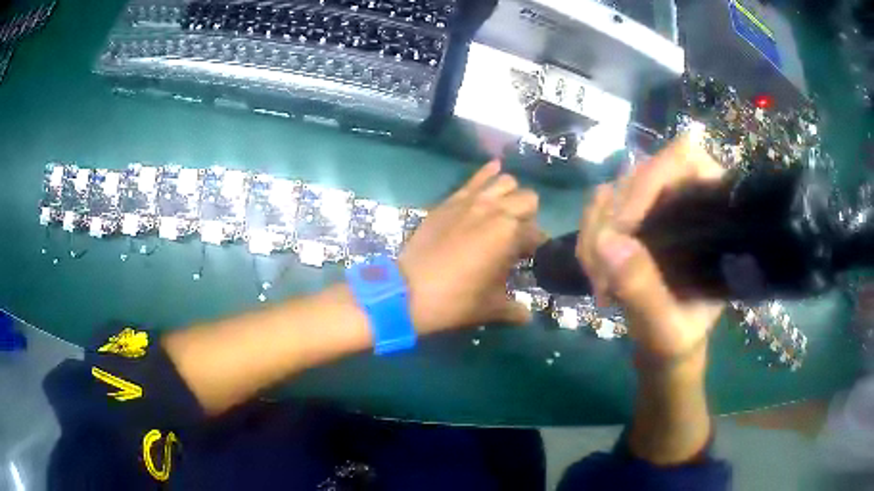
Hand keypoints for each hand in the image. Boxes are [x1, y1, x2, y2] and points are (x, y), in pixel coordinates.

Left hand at [399, 160, 543, 334]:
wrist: (408, 291)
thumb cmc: (456, 300)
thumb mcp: (490, 307)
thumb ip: (514, 309)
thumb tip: (527, 316)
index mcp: (510, 234)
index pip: (536, 233)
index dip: (537, 247)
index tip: (529, 258)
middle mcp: (496, 211)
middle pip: (528, 199)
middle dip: (529, 216)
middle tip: (517, 235)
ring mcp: (471, 202)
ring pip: (505, 182)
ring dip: (511, 195)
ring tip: (505, 210)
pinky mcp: (450, 201)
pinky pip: (474, 179)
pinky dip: (487, 173)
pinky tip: (494, 168)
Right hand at [576, 137, 725, 362]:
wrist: (665, 345)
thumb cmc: (680, 337)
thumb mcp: (667, 327)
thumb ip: (644, 290)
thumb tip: (606, 241)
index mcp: (713, 211)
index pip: (683, 159)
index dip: (649, 181)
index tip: (624, 230)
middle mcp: (684, 195)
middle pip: (637, 175)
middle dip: (612, 223)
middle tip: (604, 278)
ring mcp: (655, 204)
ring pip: (611, 193)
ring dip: (595, 236)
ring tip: (602, 286)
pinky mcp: (632, 217)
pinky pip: (597, 211)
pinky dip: (588, 242)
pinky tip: (597, 276)